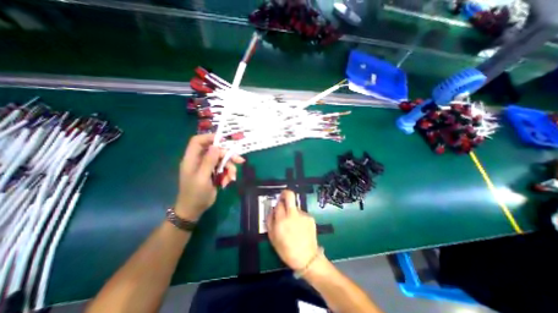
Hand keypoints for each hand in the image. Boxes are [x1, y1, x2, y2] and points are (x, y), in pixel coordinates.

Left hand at [174, 133, 244, 219]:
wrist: (194, 209)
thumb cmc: (195, 194)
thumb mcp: (202, 178)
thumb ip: (208, 161)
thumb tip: (215, 146)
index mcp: (192, 159)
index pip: (198, 141)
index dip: (209, 138)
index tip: (223, 140)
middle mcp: (199, 160)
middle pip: (215, 151)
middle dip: (228, 156)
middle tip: (239, 160)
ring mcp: (207, 167)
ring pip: (222, 160)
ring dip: (230, 167)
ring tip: (232, 177)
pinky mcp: (213, 173)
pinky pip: (223, 168)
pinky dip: (228, 174)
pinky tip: (228, 182)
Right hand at [268, 190, 319, 269]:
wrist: (307, 258)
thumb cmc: (286, 250)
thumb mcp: (273, 238)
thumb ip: (270, 221)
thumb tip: (272, 210)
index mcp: (282, 220)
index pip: (278, 204)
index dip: (277, 204)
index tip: (277, 207)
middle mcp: (293, 214)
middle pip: (290, 195)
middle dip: (285, 193)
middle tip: (283, 197)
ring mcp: (303, 215)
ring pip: (295, 206)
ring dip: (292, 211)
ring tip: (293, 224)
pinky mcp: (310, 217)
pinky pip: (301, 214)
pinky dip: (299, 217)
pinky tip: (300, 227)